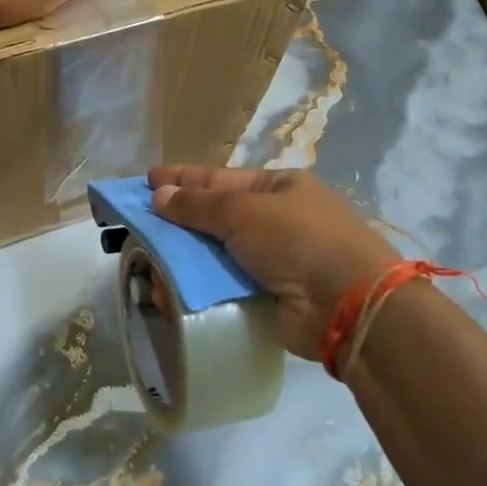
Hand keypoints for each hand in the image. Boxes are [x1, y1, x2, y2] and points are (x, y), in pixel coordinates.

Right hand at [150, 166, 399, 360]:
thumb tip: (159, 196)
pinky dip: (198, 288)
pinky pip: (225, 287)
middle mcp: (277, 220)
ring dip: (183, 259)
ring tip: (146, 265)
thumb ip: (197, 206)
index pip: (220, 179)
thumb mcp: (243, 212)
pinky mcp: (270, 298)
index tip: (148, 180)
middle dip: (178, 222)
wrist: (348, 305)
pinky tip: (170, 293)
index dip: (183, 179)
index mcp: (278, 187)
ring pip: (217, 255)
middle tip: (138, 227)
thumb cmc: (297, 240)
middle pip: (216, 217)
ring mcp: (275, 261)